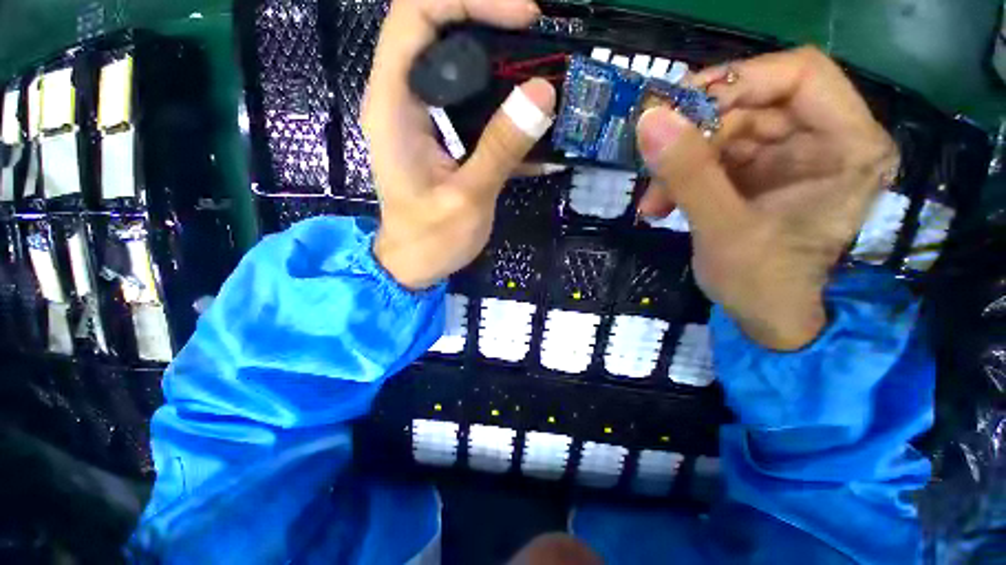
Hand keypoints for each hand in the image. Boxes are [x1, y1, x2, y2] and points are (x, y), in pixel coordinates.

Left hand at [363, 0, 555, 289]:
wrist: (414, 265)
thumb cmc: (431, 240)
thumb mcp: (468, 198)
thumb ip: (500, 147)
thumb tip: (543, 92)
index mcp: (393, 105)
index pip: (417, 15)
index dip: (468, 0)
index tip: (523, 16)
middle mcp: (401, 99)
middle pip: (437, 29)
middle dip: (488, 22)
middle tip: (538, 42)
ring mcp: (420, 116)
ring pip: (456, 62)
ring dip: (499, 61)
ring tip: (540, 75)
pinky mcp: (438, 135)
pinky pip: (467, 99)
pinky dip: (498, 99)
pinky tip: (527, 119)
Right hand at [636, 47, 898, 349]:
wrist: (764, 319)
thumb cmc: (761, 283)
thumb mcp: (722, 229)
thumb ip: (688, 173)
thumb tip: (649, 119)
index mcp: (847, 145)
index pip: (798, 74)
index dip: (736, 80)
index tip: (679, 108)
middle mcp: (825, 140)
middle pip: (753, 103)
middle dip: (695, 134)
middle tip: (654, 163)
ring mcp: (790, 157)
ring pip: (725, 132)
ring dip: (681, 162)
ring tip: (654, 200)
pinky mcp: (761, 174)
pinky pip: (715, 156)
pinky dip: (683, 176)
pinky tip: (661, 203)